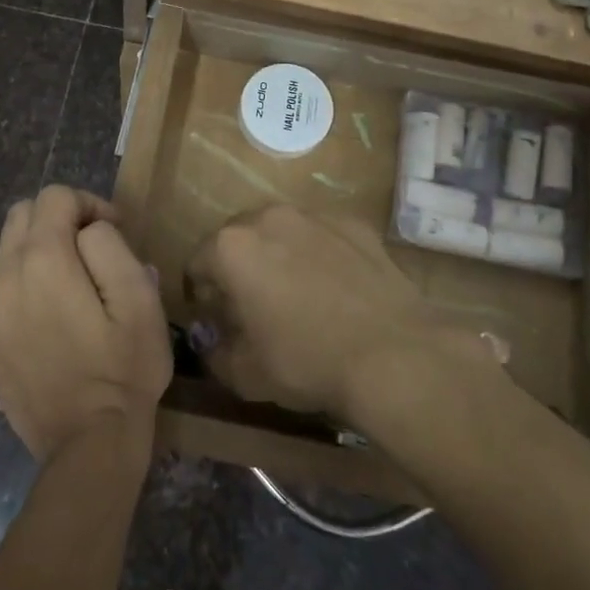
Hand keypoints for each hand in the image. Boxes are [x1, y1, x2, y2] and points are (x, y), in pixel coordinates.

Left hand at [0, 186, 171, 461]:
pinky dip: (26, 278)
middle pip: (23, 213)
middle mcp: (4, 275)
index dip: (90, 203)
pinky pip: (2, 283)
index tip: (116, 230)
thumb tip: (91, 230)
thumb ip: (111, 247)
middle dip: (60, 217)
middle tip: (94, 248)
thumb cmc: (123, 369)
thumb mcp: (139, 300)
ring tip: (75, 281)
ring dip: (41, 247)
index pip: (55, 197)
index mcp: (42, 260)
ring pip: (8, 248)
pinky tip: (54, 311)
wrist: (86, 445)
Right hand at [185, 205, 481, 420]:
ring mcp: (314, 215)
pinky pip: (322, 236)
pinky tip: (336, 289)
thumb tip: (210, 339)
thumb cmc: (306, 362)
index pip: (197, 263)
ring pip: (281, 231)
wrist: (393, 353)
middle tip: (253, 306)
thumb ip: (214, 352)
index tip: (214, 318)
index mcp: (231, 247)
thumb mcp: (245, 374)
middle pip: (238, 238)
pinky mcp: (353, 223)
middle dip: (238, 267)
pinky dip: (319, 254)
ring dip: (278, 255)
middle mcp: (268, 217)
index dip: (199, 293)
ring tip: (297, 294)